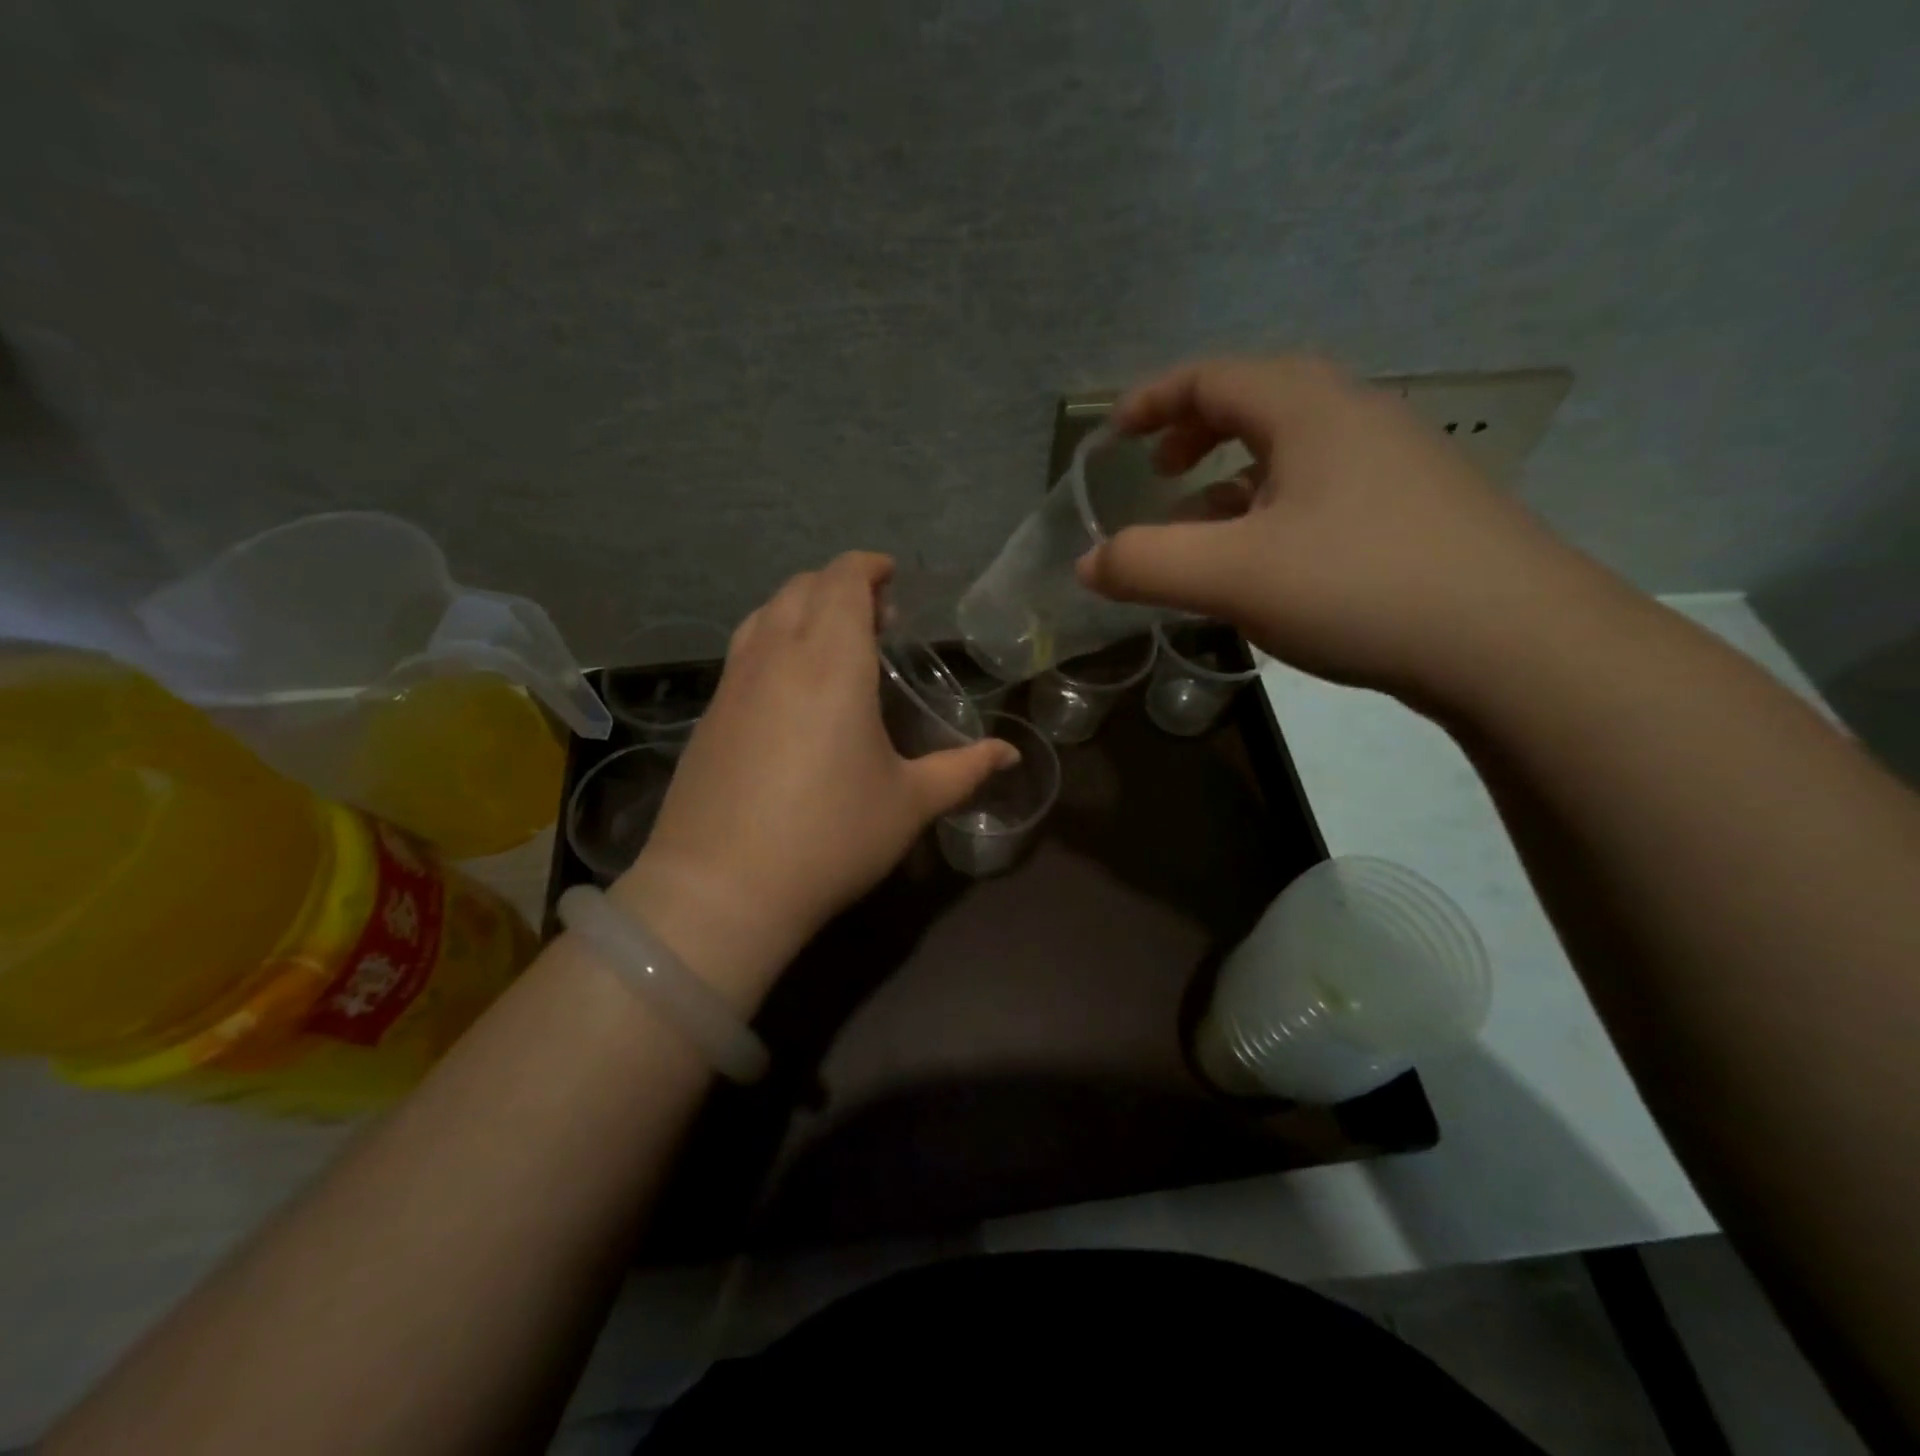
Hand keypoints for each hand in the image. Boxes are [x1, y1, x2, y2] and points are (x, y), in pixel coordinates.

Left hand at [612, 552, 1012, 998]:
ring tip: (832, 642)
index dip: (867, 568)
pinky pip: (743, 650)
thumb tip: (1010, 755)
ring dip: (801, 608)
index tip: (891, 578)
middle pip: (802, 588)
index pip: (842, 581)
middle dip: (840, 586)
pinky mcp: (709, 713)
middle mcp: (776, 656)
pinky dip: (772, 639)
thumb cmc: (831, 837)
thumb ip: (963, 770)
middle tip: (876, 618)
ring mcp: (733, 683)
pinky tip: (790, 686)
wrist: (721, 889)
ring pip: (764, 613)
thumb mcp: (909, 803)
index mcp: (831, 662)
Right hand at [1076, 356, 1605, 702]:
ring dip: (1233, 477)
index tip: (1112, 436)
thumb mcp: (1232, 576)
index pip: (1211, 377)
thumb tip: (1087, 564)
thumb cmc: (1360, 586)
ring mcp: (1394, 462)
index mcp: (1308, 408)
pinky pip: (1321, 489)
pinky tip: (1267, 561)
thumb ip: (1146, 563)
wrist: (1515, 642)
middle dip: (1194, 433)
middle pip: (1256, 401)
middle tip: (1158, 474)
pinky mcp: (1415, 510)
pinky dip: (1273, 509)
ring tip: (1202, 525)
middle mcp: (1354, 416)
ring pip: (1291, 450)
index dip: (1152, 401)